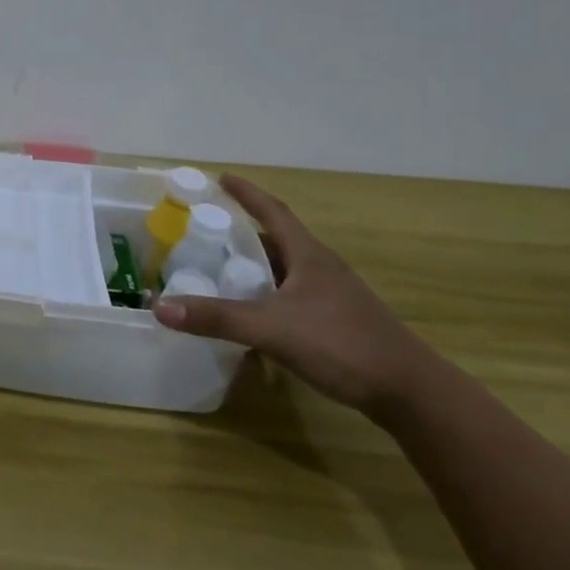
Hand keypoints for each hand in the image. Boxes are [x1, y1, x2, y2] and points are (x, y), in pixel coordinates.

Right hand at [152, 174, 439, 419]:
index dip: (246, 193)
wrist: (410, 392)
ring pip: (284, 269)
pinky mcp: (335, 321)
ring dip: (254, 264)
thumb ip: (216, 318)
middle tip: (204, 229)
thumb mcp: (271, 329)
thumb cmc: (342, 345)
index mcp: (308, 256)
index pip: (272, 212)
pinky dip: (265, 293)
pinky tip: (250, 311)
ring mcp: (331, 296)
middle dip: (241, 231)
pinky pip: (290, 295)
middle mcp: (320, 268)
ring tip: (218, 267)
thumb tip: (159, 306)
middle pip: (276, 239)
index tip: (221, 178)